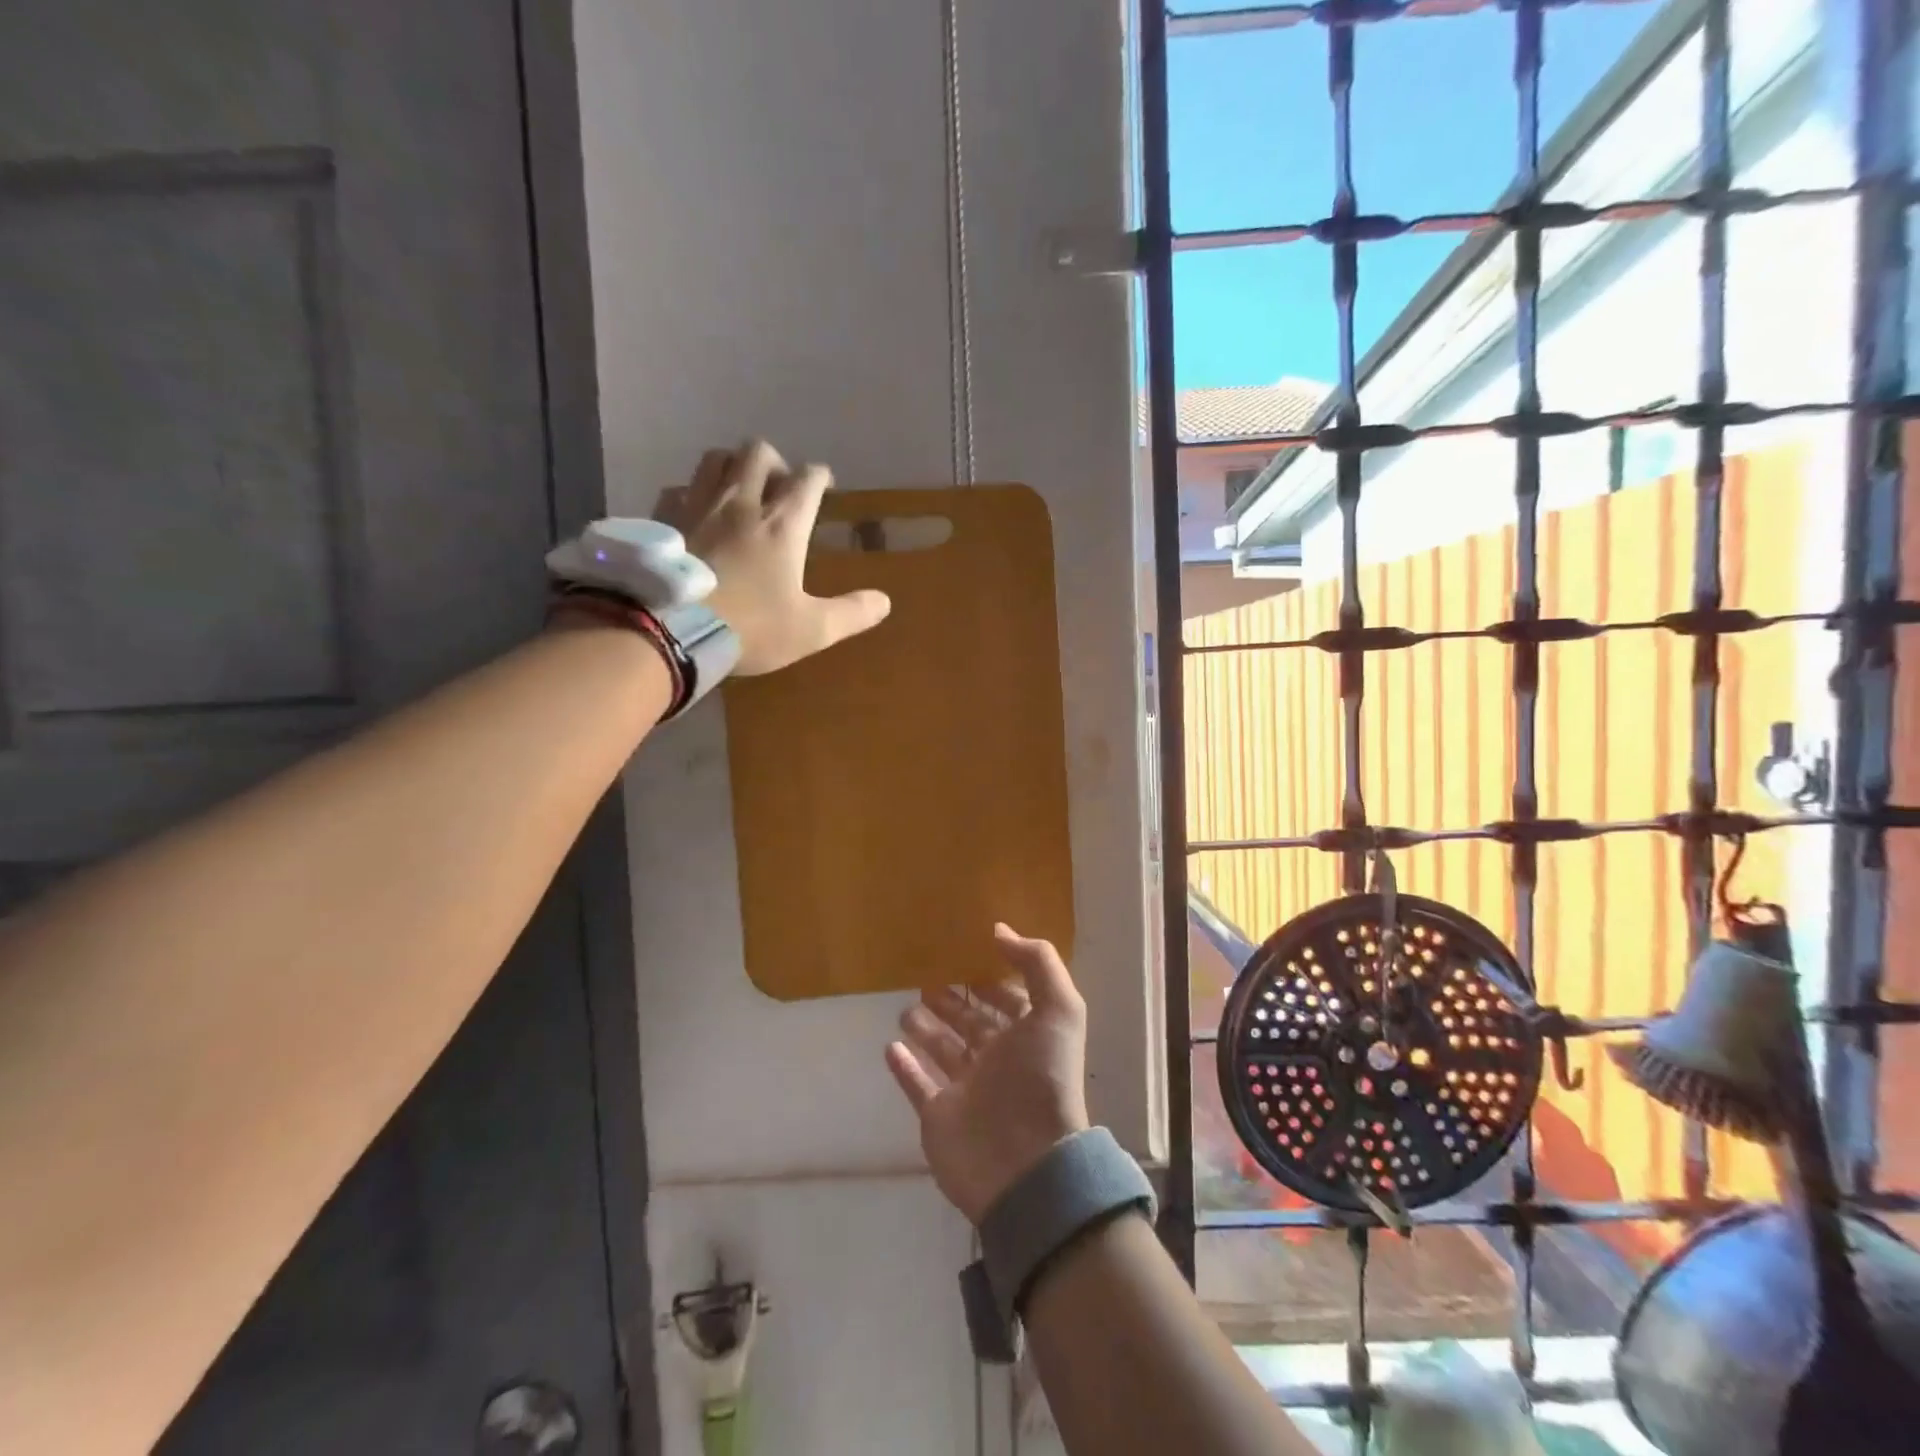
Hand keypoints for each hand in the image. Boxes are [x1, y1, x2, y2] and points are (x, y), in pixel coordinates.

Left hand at [657, 441, 890, 674]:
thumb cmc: (749, 628)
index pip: (808, 479)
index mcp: (782, 524)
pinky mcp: (664, 519)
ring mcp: (697, 505)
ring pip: (716, 458)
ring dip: (733, 465)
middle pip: (759, 452)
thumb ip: (851, 613)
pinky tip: (696, 513)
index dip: (820, 476)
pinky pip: (678, 488)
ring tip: (739, 489)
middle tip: (780, 487)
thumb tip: (884, 601)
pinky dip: (693, 492)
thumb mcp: (811, 630)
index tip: (825, 485)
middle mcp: (741, 502)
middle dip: (776, 462)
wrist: (669, 630)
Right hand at [885, 925, 1091, 1224]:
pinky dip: (904, 1067)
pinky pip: (917, 1085)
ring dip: (926, 1030)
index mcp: (1027, 1038)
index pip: (1008, 1003)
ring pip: (943, 1051)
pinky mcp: (939, 1116)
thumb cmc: (1043, 1078)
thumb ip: (1037, 962)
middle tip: (927, 980)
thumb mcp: (1059, 1008)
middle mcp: (998, 1061)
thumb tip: (1000, 930)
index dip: (992, 982)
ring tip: (906, 1009)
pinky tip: (889, 1047)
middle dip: (954, 1003)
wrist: (1026, 1162)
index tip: (969, 958)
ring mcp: (967, 1090)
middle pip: (972, 1024)